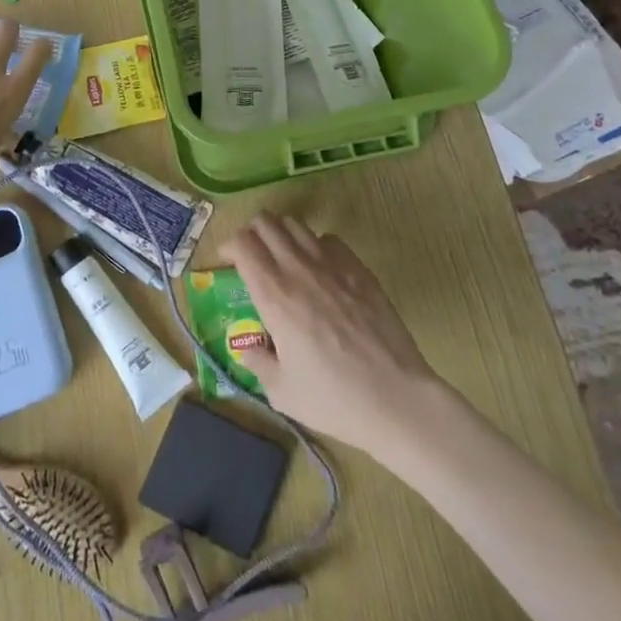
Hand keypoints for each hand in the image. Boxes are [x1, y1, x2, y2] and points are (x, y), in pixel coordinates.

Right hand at [225, 213, 441, 457]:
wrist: (394, 397)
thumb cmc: (333, 398)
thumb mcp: (281, 391)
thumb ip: (258, 362)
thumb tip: (248, 348)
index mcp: (274, 295)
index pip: (242, 243)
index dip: (229, 245)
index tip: (226, 262)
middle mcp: (299, 269)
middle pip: (267, 222)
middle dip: (251, 232)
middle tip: (250, 255)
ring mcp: (333, 264)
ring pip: (297, 224)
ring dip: (281, 233)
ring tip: (281, 256)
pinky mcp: (359, 268)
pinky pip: (329, 239)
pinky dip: (315, 245)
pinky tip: (318, 269)